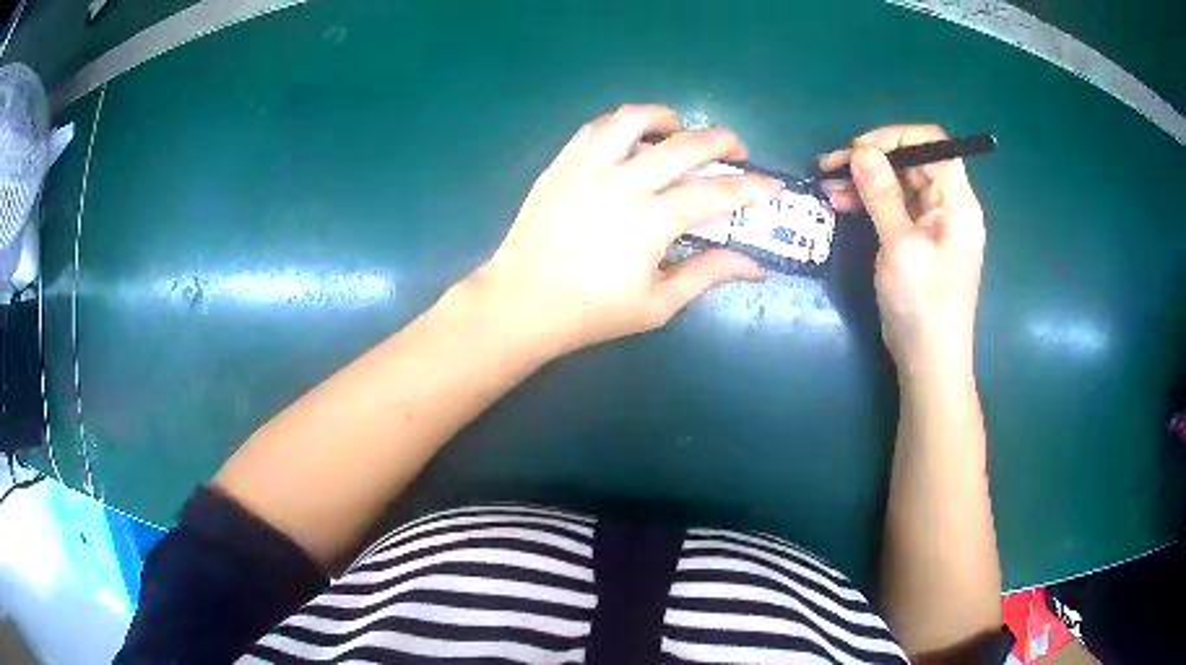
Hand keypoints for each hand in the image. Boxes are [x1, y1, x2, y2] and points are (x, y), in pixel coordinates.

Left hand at [471, 104, 781, 357]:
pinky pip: (596, 127)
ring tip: (681, 132)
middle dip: (722, 141)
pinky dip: (623, 124)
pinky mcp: (561, 164)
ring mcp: (587, 168)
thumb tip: (755, 267)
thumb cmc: (590, 312)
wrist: (521, 303)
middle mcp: (622, 183)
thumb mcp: (657, 304)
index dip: (752, 187)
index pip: (715, 194)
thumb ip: (707, 275)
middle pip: (685, 144)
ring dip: (668, 118)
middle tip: (737, 151)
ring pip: (634, 119)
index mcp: (650, 222)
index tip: (773, 185)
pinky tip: (632, 137)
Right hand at [820, 125, 985, 378]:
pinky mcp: (916, 241)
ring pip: (897, 183)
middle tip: (830, 166)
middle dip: (871, 159)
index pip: (933, 144)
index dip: (896, 136)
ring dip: (863, 180)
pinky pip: (892, 207)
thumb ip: (882, 194)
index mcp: (957, 201)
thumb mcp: (901, 246)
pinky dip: (868, 201)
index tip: (859, 149)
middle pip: (911, 161)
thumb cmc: (923, 304)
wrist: (929, 362)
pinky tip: (841, 203)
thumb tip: (861, 151)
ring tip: (827, 186)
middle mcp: (947, 206)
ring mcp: (931, 224)